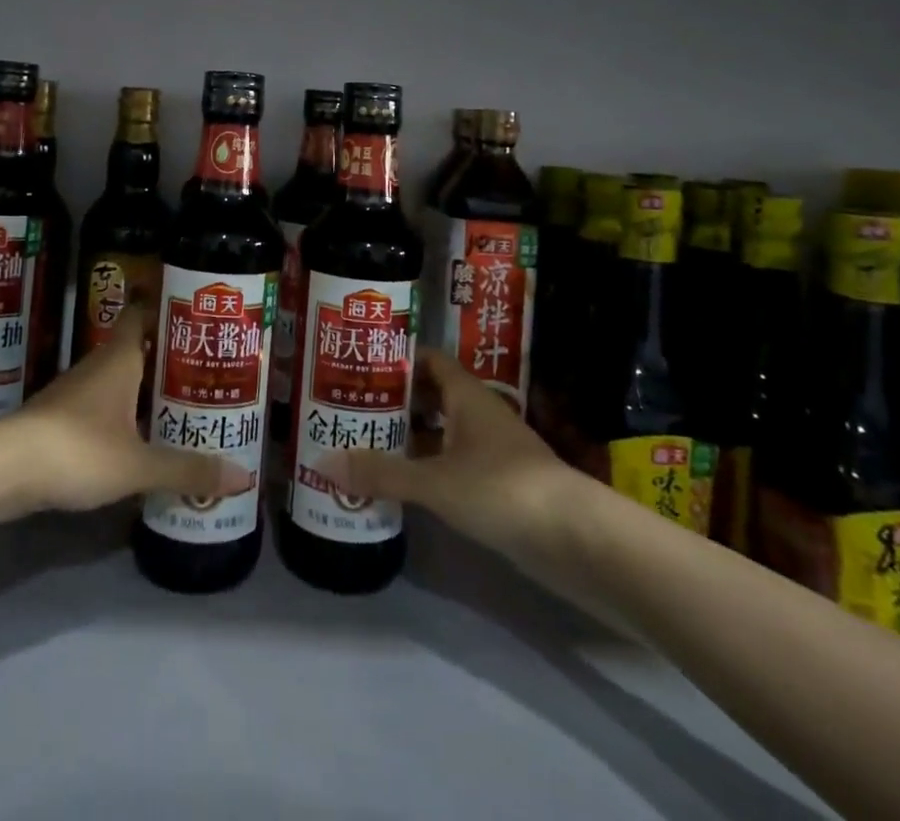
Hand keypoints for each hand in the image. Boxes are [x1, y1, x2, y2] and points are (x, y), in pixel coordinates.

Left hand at [0, 312, 249, 523]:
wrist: (1, 471)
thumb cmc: (76, 449)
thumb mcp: (137, 464)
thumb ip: (187, 469)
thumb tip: (244, 476)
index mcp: (120, 357)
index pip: (144, 313)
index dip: (168, 310)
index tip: (199, 318)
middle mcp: (99, 365)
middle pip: (139, 348)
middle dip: (170, 357)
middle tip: (209, 368)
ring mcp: (76, 392)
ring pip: (122, 379)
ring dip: (149, 388)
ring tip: (186, 402)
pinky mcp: (62, 419)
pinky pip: (105, 405)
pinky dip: (127, 413)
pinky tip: (144, 436)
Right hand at [328, 348, 576, 562]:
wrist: (576, 540)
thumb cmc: (503, 490)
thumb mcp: (435, 481)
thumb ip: (382, 472)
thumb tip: (323, 462)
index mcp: (467, 396)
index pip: (428, 360)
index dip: (397, 359)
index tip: (360, 363)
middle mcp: (478, 415)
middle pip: (431, 395)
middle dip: (394, 400)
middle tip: (350, 406)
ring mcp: (490, 450)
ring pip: (440, 432)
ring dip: (408, 436)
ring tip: (364, 443)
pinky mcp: (497, 485)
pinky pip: (451, 464)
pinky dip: (426, 467)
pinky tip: (400, 483)